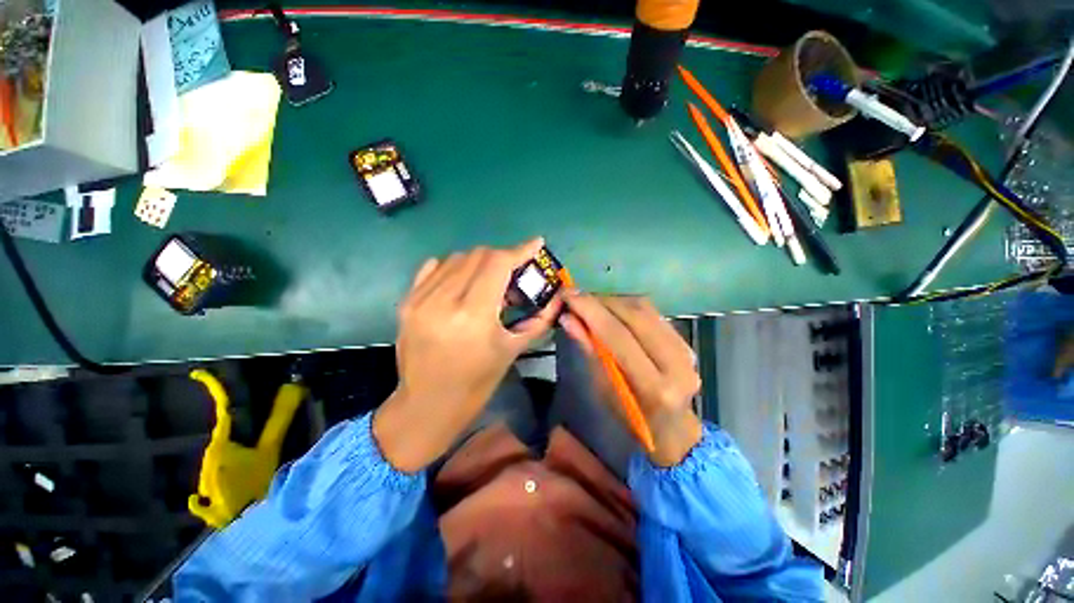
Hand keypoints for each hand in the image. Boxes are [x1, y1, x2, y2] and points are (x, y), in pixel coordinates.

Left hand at [373, 239, 561, 472]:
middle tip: (514, 272)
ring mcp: (420, 299)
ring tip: (490, 281)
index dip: (520, 249)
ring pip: (457, 258)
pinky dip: (455, 267)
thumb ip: (538, 319)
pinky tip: (464, 282)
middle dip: (502, 257)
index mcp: (473, 315)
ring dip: (480, 262)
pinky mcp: (407, 302)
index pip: (498, 264)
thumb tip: (556, 298)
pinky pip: (435, 268)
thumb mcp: (512, 350)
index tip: (535, 243)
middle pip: (478, 255)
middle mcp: (443, 301)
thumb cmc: (476, 383)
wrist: (427, 404)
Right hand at [560, 292, 701, 466]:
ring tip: (590, 302)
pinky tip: (610, 308)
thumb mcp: (603, 390)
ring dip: (612, 300)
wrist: (673, 429)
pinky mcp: (686, 340)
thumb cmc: (630, 419)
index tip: (568, 295)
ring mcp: (686, 348)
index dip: (590, 311)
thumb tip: (568, 318)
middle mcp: (677, 363)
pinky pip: (652, 312)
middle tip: (576, 296)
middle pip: (634, 315)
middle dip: (600, 301)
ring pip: (644, 308)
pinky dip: (626, 305)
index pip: (618, 336)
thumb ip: (589, 350)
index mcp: (654, 387)